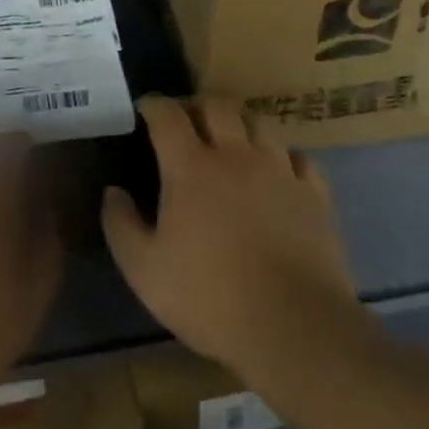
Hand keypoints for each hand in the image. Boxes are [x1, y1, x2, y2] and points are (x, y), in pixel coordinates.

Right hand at [102, 96, 355, 379]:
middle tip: (187, 118)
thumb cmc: (209, 296)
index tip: (145, 107)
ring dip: (240, 122)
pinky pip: (298, 156)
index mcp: (191, 167)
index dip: (154, 104)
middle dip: (198, 103)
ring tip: (232, 138)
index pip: (168, 116)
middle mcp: (237, 156)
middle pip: (218, 105)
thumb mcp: (144, 269)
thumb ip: (120, 225)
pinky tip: (277, 169)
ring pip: (260, 122)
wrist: (292, 325)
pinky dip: (281, 154)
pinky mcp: (315, 194)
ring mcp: (280, 171)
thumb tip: (113, 192)